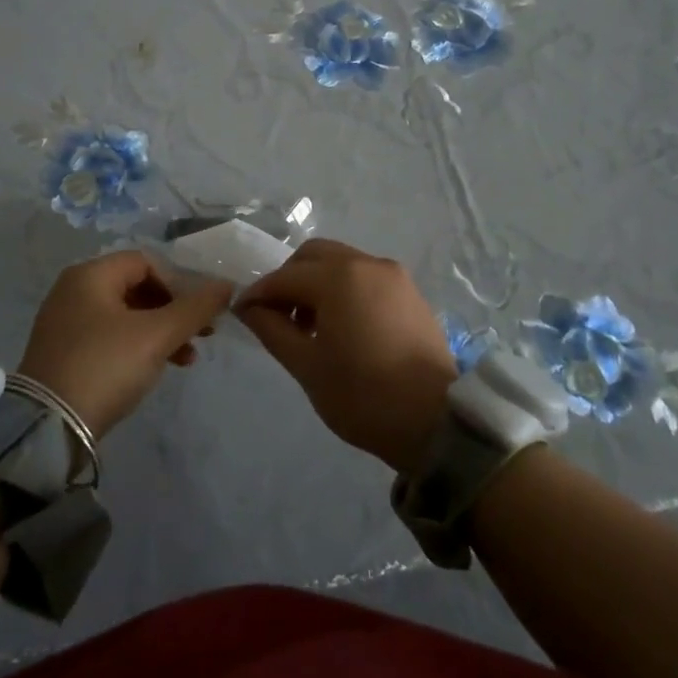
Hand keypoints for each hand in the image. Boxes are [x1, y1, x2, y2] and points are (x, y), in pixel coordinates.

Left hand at [18, 251, 233, 441]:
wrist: (49, 428)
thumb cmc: (106, 366)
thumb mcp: (157, 336)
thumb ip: (195, 308)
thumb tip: (228, 286)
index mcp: (90, 275)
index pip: (146, 262)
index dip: (179, 283)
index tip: (199, 312)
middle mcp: (73, 290)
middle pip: (137, 287)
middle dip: (174, 310)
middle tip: (202, 334)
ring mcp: (66, 322)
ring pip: (126, 315)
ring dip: (160, 331)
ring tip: (186, 359)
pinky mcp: (64, 352)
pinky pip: (110, 336)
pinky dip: (137, 346)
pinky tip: (156, 368)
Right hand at [235, 240, 456, 472]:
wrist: (436, 421)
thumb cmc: (363, 395)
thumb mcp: (307, 366)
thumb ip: (273, 329)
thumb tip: (249, 307)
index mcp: (338, 278)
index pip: (285, 277)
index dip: (259, 294)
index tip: (241, 313)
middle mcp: (366, 263)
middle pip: (313, 256)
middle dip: (289, 279)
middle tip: (277, 316)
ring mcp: (393, 275)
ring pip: (341, 262)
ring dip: (317, 282)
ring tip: (309, 325)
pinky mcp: (409, 291)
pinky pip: (365, 276)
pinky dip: (344, 288)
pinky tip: (341, 324)